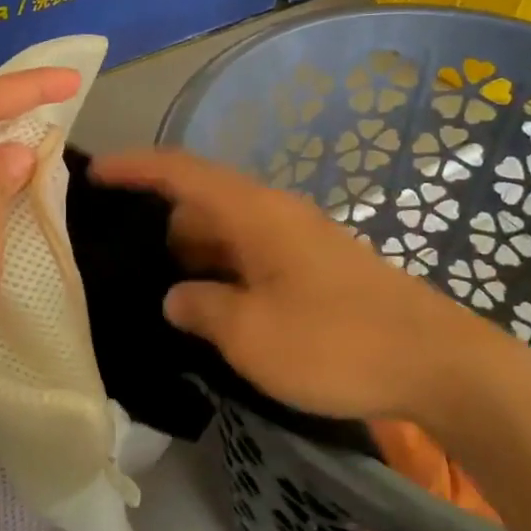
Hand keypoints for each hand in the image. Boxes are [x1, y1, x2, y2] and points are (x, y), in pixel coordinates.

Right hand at [91, 149, 496, 422]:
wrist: (438, 363)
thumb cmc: (336, 342)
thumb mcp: (251, 335)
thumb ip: (200, 308)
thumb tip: (176, 296)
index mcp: (253, 212)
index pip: (180, 171)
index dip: (134, 167)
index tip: (92, 173)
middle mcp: (273, 212)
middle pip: (201, 199)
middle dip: (158, 221)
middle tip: (119, 254)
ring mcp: (297, 237)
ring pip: (226, 229)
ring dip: (191, 251)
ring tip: (156, 286)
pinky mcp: (314, 264)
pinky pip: (250, 252)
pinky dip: (221, 268)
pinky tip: (209, 305)